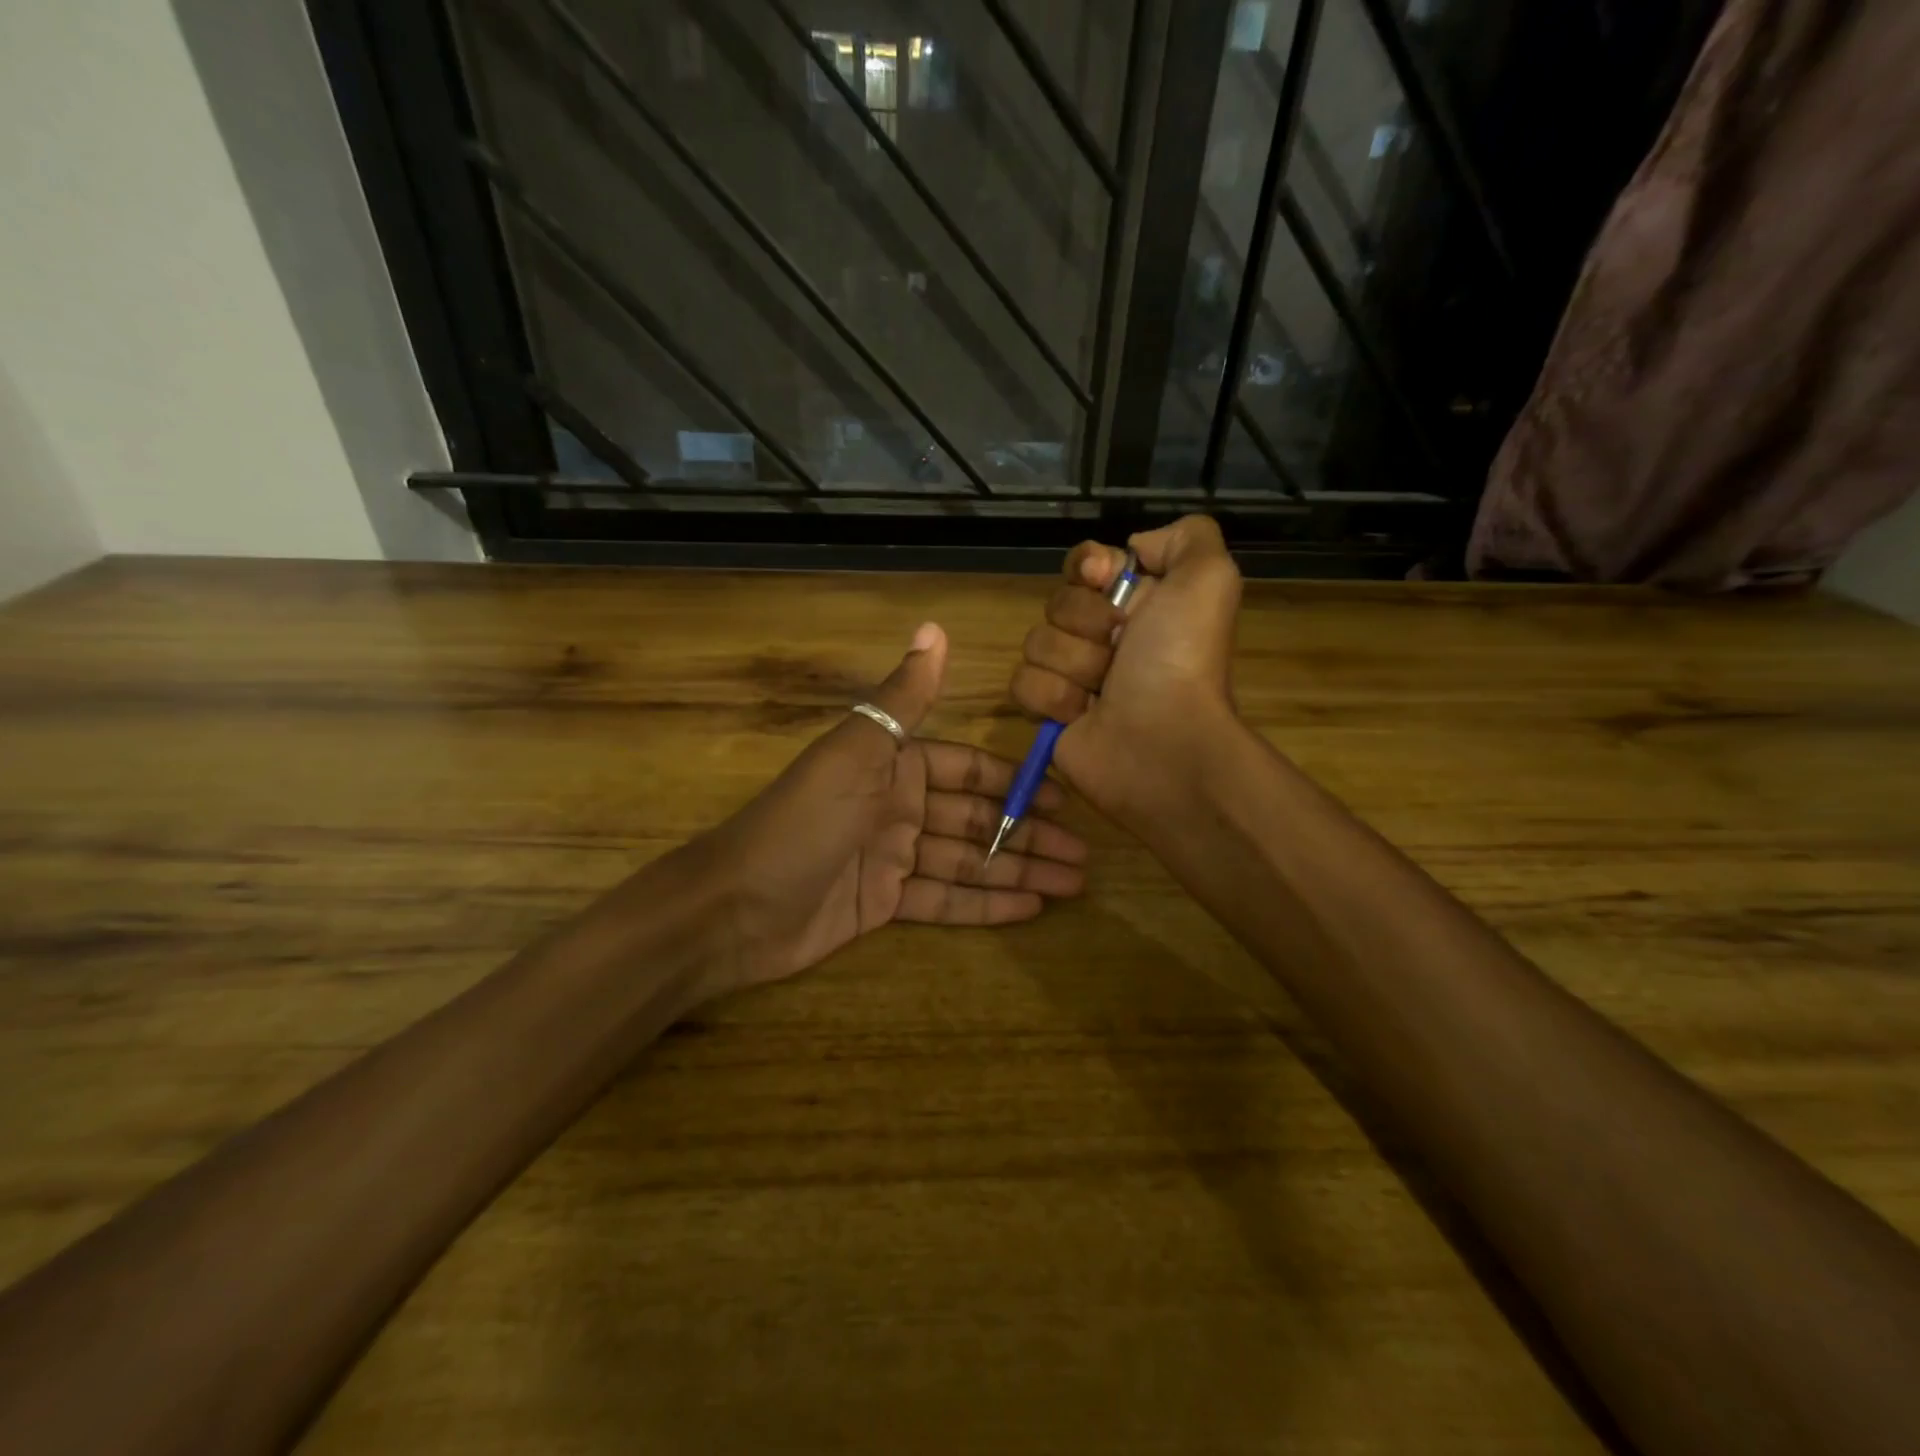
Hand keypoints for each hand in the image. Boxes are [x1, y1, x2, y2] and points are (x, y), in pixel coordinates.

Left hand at [689, 622, 1086, 993]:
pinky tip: (1030, 908)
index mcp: (893, 765)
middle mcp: (898, 806)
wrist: (735, 907)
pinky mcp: (884, 904)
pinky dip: (985, 904)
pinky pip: (945, 900)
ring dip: (1018, 872)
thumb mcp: (856, 752)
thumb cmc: (803, 821)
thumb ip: (903, 699)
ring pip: (968, 862)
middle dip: (1028, 835)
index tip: (1063, 798)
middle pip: (976, 821)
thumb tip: (934, 627)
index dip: (1014, 783)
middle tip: (1084, 855)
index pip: (967, 770)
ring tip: (1073, 884)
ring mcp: (892, 858)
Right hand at [1009, 515, 1243, 826]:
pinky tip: (1080, 714)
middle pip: (1057, 602)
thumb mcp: (1208, 579)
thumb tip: (1132, 549)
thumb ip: (1187, 537)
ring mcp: (1073, 675)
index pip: (1086, 564)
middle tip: (1120, 649)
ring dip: (1073, 665)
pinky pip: (1022, 684)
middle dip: (1086, 623)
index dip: (1088, 567)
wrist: (1164, 743)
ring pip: (1036, 643)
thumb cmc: (1182, 661)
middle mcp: (1105, 636)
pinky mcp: (1048, 712)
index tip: (1103, 579)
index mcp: (1140, 602)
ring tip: (1104, 691)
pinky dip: (1052, 698)